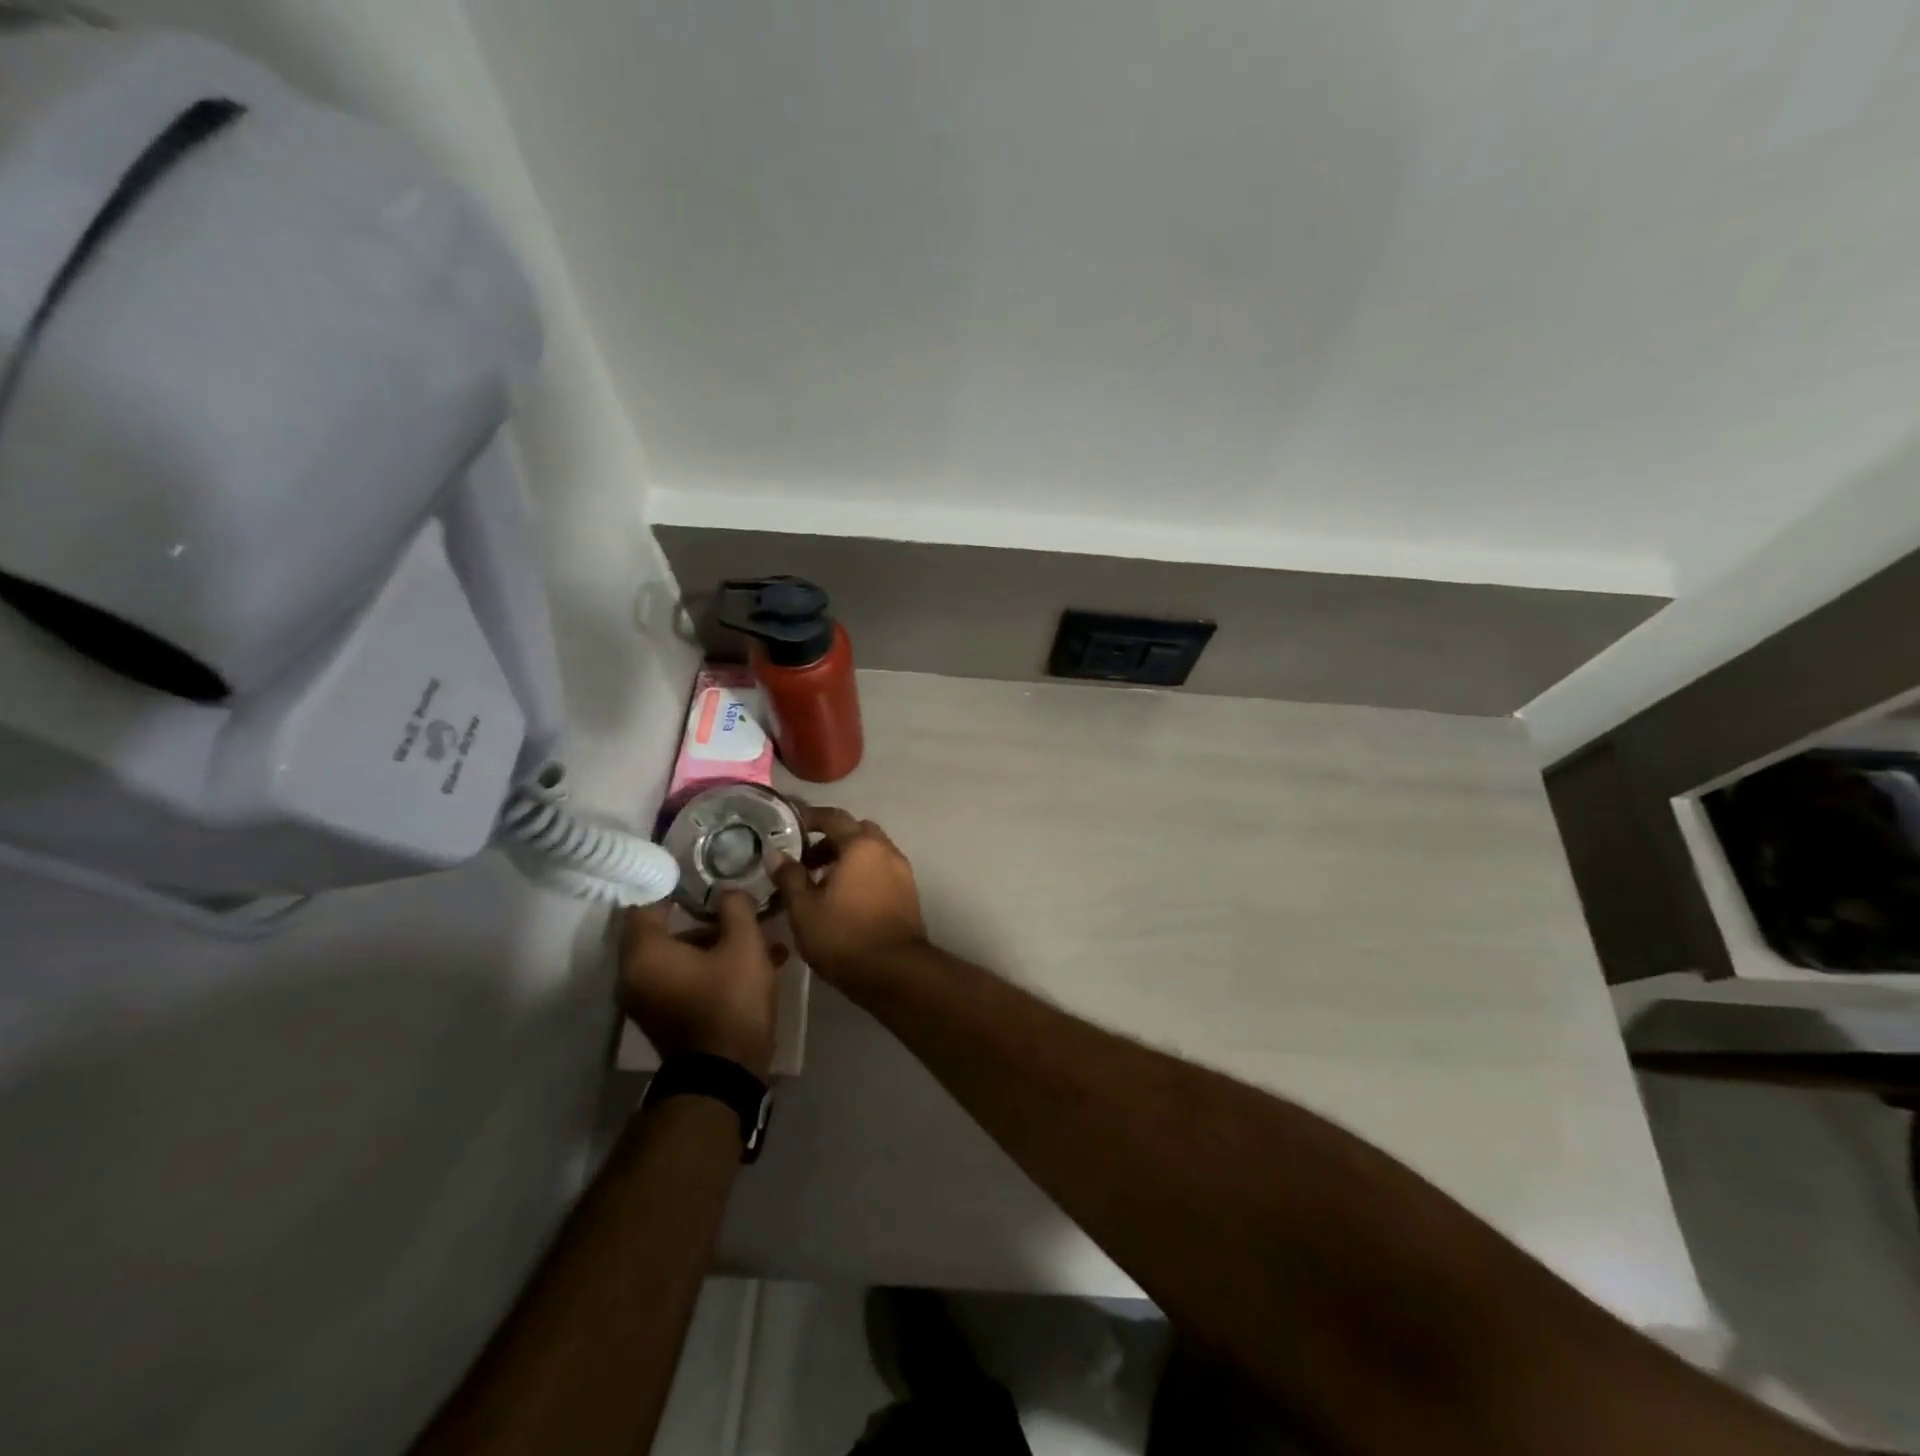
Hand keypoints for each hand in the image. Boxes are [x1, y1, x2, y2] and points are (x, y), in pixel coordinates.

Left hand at [619, 893, 786, 1077]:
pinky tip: (753, 964)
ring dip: (713, 943)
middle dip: (704, 917)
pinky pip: (682, 977)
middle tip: (736, 907)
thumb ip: (735, 908)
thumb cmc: (731, 1002)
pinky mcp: (662, 1016)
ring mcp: (645, 999)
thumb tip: (727, 891)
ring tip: (758, 940)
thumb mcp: (745, 945)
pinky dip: (708, 966)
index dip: (674, 884)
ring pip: (678, 955)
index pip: (646, 902)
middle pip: (664, 930)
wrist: (725, 1076)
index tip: (702, 875)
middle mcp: (633, 974)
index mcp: (645, 953)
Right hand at [770, 806, 926, 990]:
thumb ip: (789, 876)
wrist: (894, 971)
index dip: (809, 817)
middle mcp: (885, 850)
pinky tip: (845, 896)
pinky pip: (882, 868)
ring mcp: (902, 870)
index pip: (833, 818)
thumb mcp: (804, 908)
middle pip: (856, 830)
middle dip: (831, 838)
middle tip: (805, 858)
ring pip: (871, 850)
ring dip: (848, 856)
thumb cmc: (843, 936)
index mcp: (860, 846)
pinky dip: (863, 871)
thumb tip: (775, 853)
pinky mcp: (909, 892)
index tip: (789, 823)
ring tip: (821, 882)